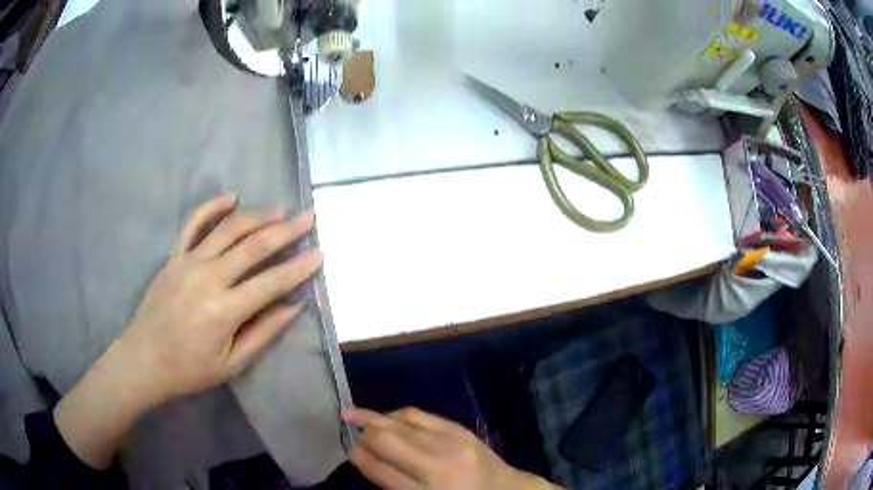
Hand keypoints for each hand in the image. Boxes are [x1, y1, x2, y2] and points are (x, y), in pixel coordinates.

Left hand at [55, 195, 321, 468]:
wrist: (144, 359)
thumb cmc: (190, 369)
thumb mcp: (231, 364)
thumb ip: (263, 333)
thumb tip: (293, 307)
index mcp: (224, 311)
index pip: (270, 282)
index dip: (298, 267)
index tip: (319, 253)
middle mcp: (207, 278)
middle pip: (253, 246)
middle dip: (286, 230)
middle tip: (309, 217)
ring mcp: (188, 262)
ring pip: (228, 229)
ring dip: (257, 215)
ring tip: (280, 209)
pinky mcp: (174, 256)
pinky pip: (193, 224)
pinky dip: (212, 207)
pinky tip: (232, 197)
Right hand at [344, 408, 558, 489]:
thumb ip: (392, 483)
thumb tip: (364, 456)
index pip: (379, 469)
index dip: (357, 455)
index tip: (346, 447)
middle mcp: (436, 465)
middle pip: (388, 440)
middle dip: (363, 431)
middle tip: (346, 424)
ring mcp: (451, 443)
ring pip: (401, 423)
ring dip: (376, 417)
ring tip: (356, 414)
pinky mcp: (461, 429)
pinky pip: (421, 415)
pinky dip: (400, 414)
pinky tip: (389, 417)